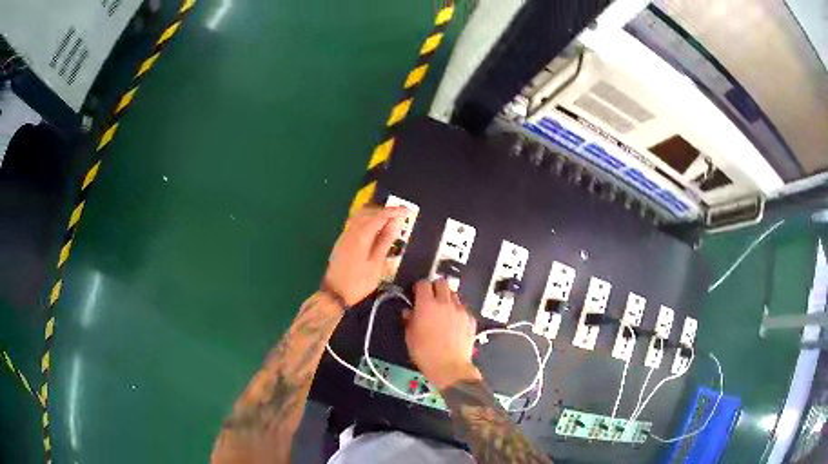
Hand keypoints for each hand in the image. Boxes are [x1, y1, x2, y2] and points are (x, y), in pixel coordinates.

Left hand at [322, 206, 406, 306]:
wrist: (334, 293)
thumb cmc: (358, 282)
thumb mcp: (376, 264)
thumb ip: (385, 242)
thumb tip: (395, 224)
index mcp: (361, 236)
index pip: (380, 216)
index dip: (395, 211)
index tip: (407, 211)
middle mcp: (351, 231)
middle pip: (369, 212)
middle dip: (385, 211)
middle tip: (400, 217)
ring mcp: (345, 235)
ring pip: (361, 215)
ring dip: (376, 214)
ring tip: (389, 222)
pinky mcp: (342, 240)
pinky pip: (356, 223)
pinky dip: (368, 221)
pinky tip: (375, 230)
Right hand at [405, 279, 481, 388]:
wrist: (450, 367)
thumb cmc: (425, 353)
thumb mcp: (410, 336)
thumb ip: (409, 319)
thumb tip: (409, 311)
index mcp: (427, 305)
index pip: (423, 283)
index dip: (418, 287)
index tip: (416, 293)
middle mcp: (445, 303)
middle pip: (441, 282)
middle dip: (435, 287)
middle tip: (430, 298)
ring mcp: (460, 310)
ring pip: (454, 293)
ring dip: (447, 297)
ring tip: (442, 310)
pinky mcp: (471, 319)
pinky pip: (463, 308)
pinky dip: (457, 311)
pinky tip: (453, 322)